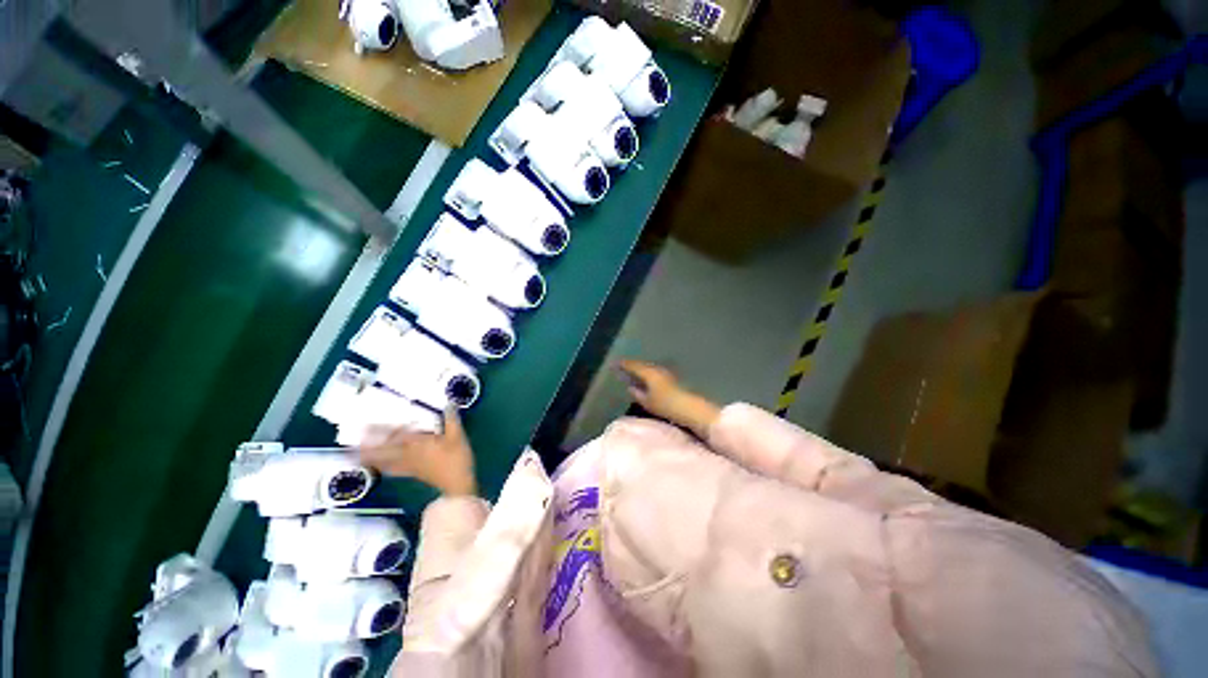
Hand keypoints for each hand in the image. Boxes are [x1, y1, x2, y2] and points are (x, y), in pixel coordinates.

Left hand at [357, 407, 477, 496]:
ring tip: (357, 453)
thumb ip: (451, 419)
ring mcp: (408, 465)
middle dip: (367, 445)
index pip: (394, 435)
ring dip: (370, 456)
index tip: (365, 426)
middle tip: (353, 440)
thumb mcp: (457, 436)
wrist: (457, 484)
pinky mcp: (411, 472)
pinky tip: (379, 465)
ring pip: (383, 460)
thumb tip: (449, 403)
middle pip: (383, 449)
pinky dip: (382, 466)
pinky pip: (391, 469)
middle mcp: (407, 454)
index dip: (380, 430)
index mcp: (416, 443)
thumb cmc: (456, 458)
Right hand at [618, 359, 720, 436]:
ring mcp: (667, 372)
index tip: (615, 363)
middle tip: (623, 366)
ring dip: (642, 369)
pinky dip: (649, 374)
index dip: (623, 364)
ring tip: (634, 372)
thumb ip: (637, 393)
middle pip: (642, 365)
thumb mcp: (648, 402)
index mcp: (649, 372)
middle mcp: (657, 368)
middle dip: (633, 365)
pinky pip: (656, 372)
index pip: (633, 365)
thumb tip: (630, 387)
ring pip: (650, 368)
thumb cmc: (667, 405)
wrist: (691, 408)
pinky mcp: (673, 378)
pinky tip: (648, 378)